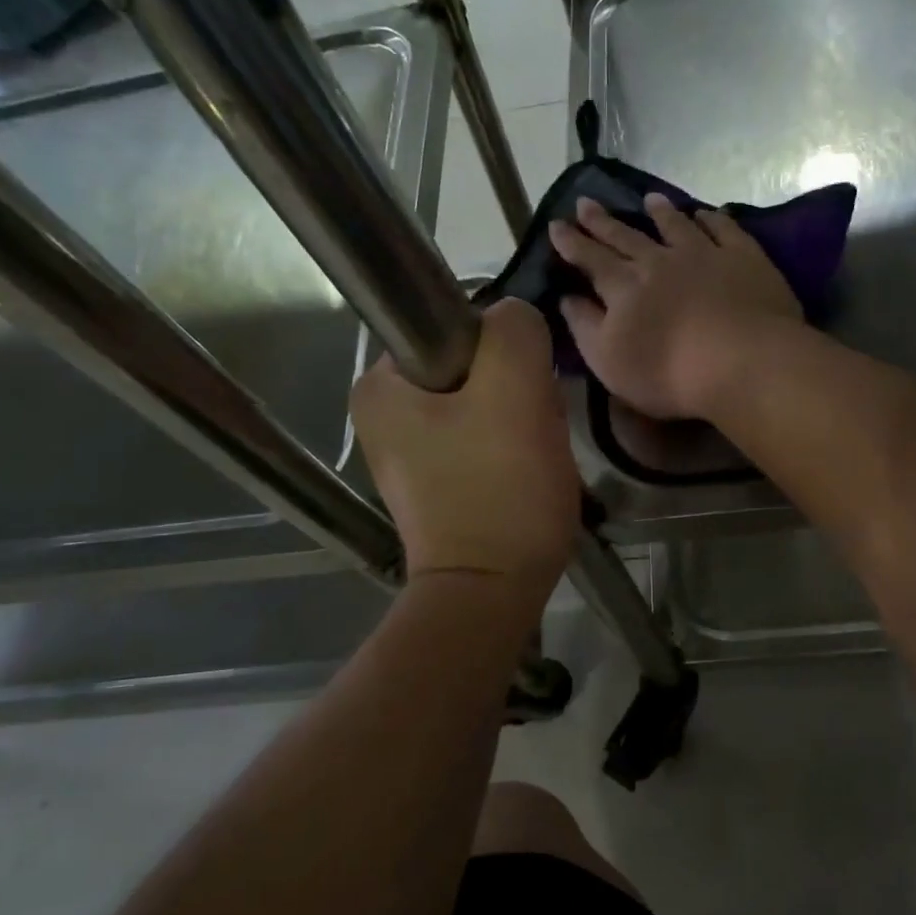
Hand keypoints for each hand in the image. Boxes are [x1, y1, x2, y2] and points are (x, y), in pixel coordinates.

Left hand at [350, 299, 578, 589]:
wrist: (491, 593)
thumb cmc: (500, 490)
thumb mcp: (516, 389)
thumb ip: (514, 329)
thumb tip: (513, 321)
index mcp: (381, 384)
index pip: (459, 328)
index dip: (506, 354)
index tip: (526, 395)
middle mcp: (382, 414)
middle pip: (474, 369)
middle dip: (517, 393)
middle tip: (534, 432)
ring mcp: (408, 454)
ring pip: (485, 405)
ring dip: (521, 422)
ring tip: (533, 459)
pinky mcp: (436, 484)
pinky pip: (483, 441)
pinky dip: (511, 451)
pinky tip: (524, 477)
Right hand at [550, 195, 800, 419]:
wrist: (744, 362)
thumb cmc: (669, 373)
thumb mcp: (609, 360)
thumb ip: (585, 327)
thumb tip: (566, 298)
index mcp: (624, 287)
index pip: (590, 259)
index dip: (571, 242)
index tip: (556, 224)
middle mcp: (659, 261)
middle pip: (626, 237)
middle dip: (602, 221)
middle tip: (585, 201)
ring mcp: (704, 254)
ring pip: (675, 226)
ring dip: (660, 212)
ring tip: (648, 199)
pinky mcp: (744, 258)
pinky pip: (724, 229)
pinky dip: (712, 219)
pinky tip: (706, 213)